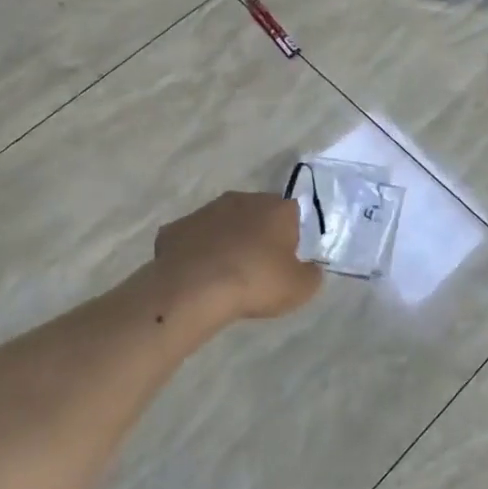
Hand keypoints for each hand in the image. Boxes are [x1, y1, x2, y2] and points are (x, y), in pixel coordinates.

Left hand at [154, 192, 322, 320]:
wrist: (194, 288)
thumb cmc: (256, 282)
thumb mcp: (300, 289)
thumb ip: (311, 275)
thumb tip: (311, 268)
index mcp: (277, 208)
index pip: (293, 212)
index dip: (292, 235)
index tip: (288, 258)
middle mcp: (242, 199)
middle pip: (257, 213)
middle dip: (259, 233)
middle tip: (259, 265)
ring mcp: (205, 211)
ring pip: (223, 222)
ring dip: (227, 240)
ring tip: (225, 272)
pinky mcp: (175, 227)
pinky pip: (193, 238)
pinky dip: (197, 251)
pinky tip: (197, 274)